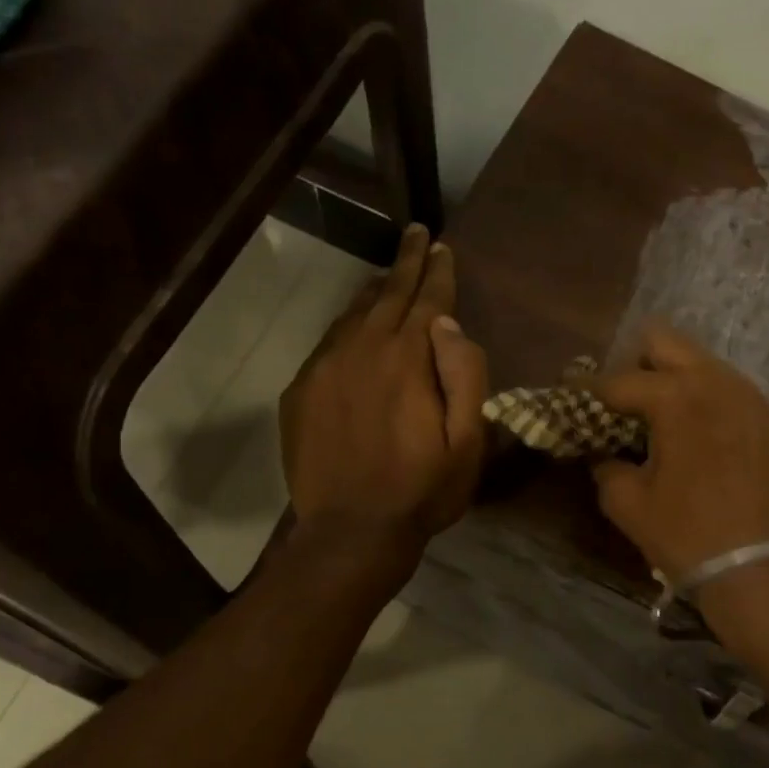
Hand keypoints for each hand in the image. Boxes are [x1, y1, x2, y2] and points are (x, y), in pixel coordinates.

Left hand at [280, 225, 487, 567]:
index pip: (427, 299)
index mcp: (407, 359)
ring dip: (375, 291)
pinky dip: (347, 326)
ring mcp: (324, 368)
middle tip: (416, 235)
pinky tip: (355, 328)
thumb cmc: (422, 490)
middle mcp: (362, 350)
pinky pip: (328, 343)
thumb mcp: (468, 442)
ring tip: (389, 275)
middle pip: (387, 294)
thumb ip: (465, 375)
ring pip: (353, 313)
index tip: (441, 245)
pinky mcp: (300, 391)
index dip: (437, 270)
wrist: (351, 532)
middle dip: (406, 262)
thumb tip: (449, 323)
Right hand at [586, 324, 768, 583]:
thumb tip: (602, 451)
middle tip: (620, 401)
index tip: (569, 394)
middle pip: (665, 342)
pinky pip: (730, 391)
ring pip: (702, 363)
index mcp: (676, 396)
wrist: (764, 571)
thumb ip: (605, 464)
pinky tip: (698, 437)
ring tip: (659, 418)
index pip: (618, 380)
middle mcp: (717, 381)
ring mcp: (752, 397)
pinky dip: (705, 402)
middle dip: (634, 364)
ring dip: (674, 380)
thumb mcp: (627, 502)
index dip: (587, 389)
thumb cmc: (687, 535)